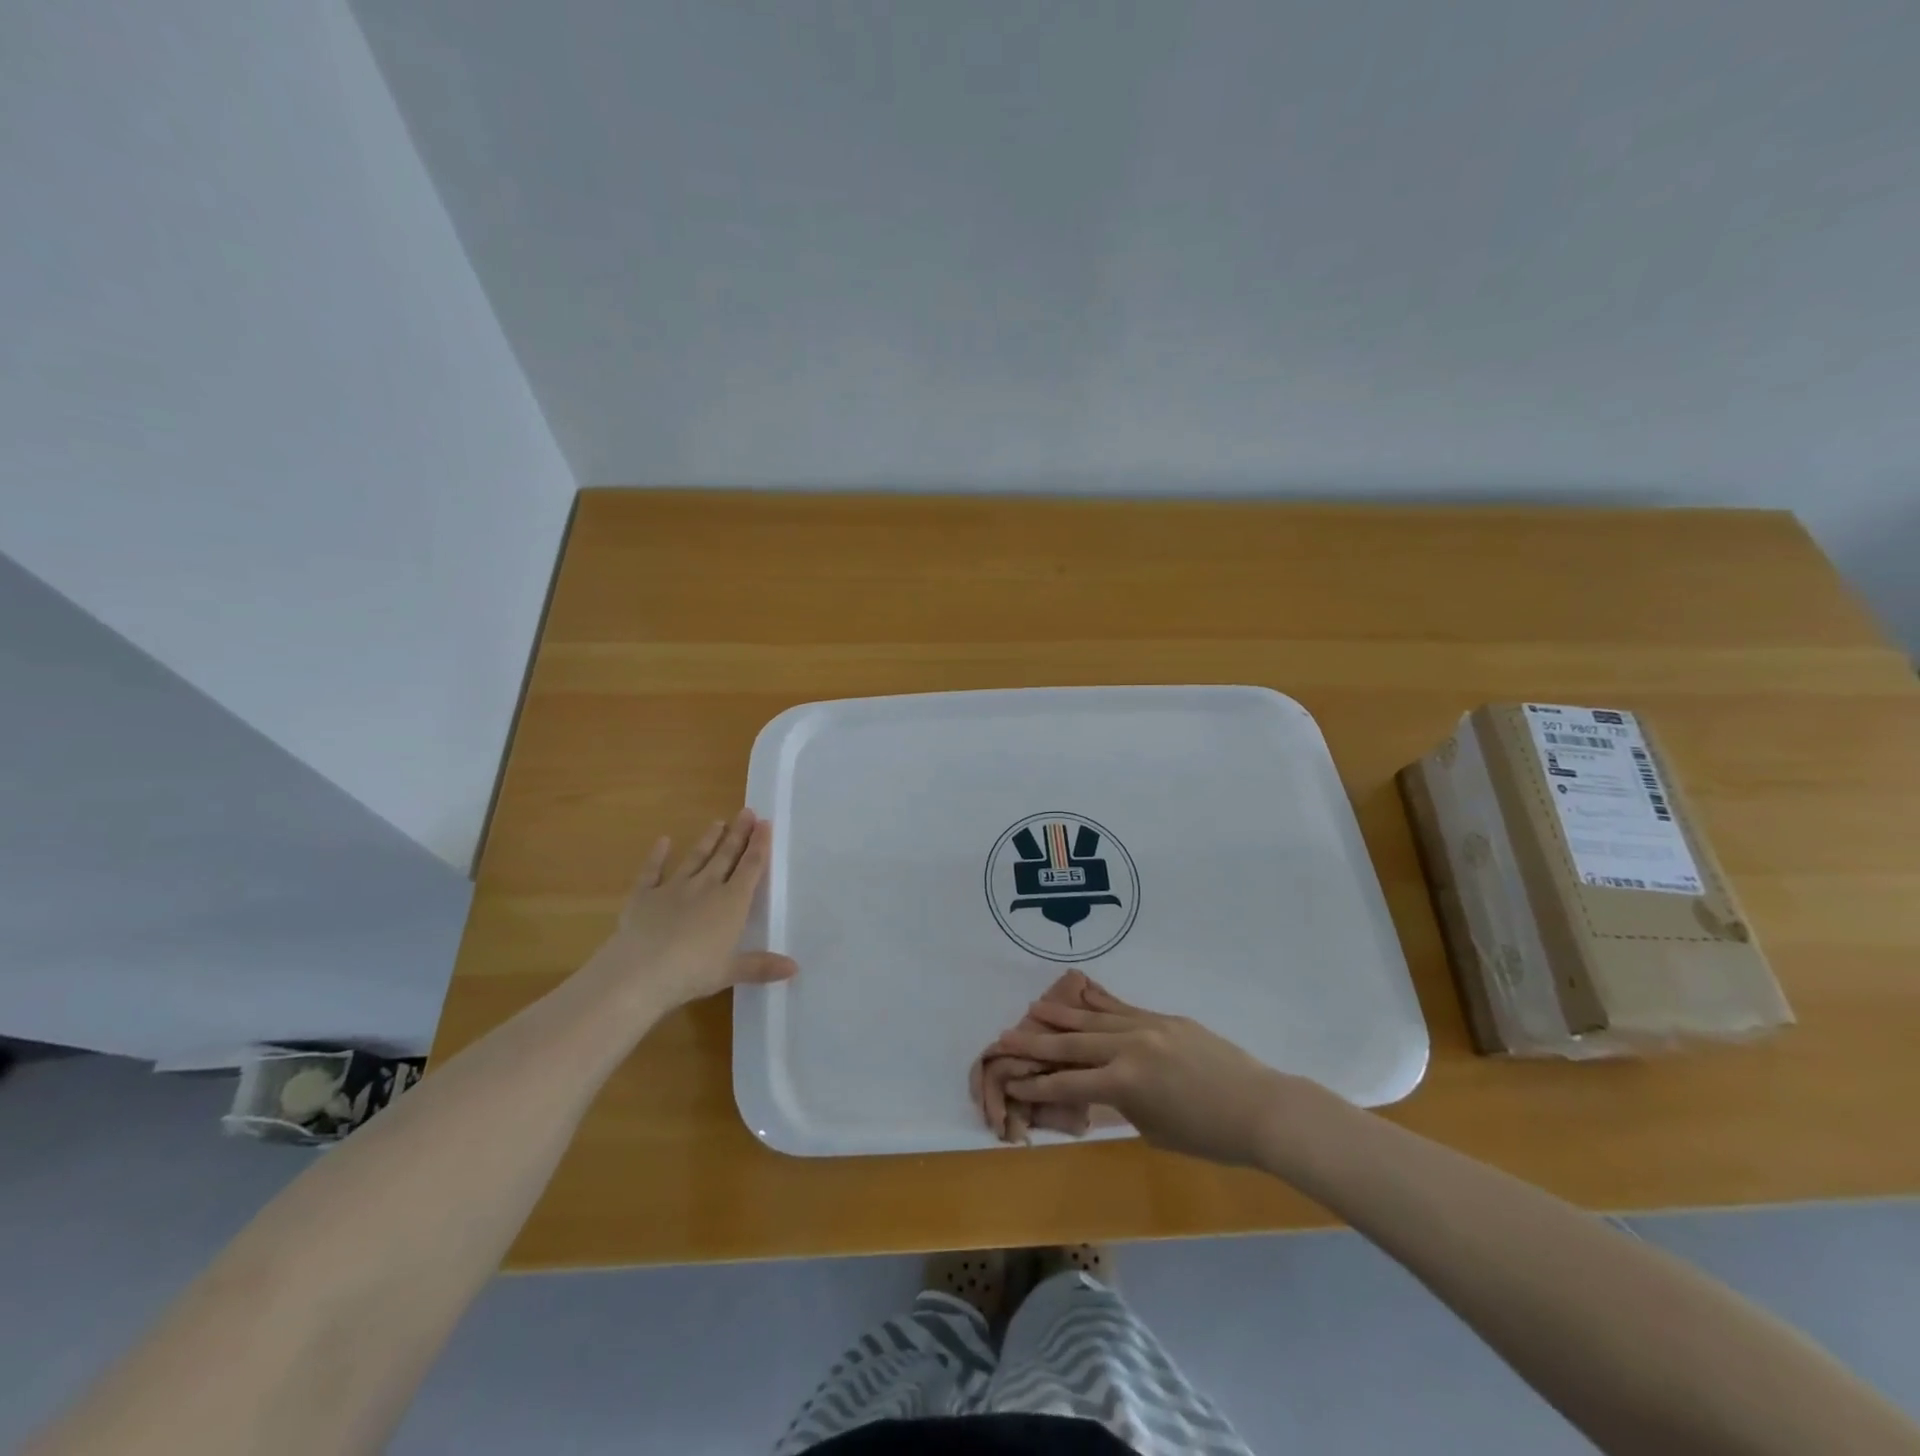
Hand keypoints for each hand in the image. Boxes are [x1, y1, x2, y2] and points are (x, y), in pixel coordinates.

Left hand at [596, 809, 796, 1009]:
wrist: (638, 972)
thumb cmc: (692, 972)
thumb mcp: (730, 972)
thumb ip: (761, 966)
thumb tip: (795, 968)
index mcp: (731, 903)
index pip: (750, 868)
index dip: (759, 845)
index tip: (765, 823)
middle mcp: (706, 888)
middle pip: (726, 856)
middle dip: (738, 834)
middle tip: (746, 812)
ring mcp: (673, 888)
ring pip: (695, 859)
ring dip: (708, 841)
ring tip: (718, 822)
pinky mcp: (644, 896)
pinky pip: (652, 871)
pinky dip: (658, 856)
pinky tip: (663, 841)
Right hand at [992, 980, 1296, 1166]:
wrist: (1261, 1109)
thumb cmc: (1209, 1136)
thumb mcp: (1154, 1130)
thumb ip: (1123, 1105)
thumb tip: (1104, 1089)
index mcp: (1124, 1083)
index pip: (1068, 1083)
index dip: (1037, 1085)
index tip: (1011, 1081)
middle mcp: (1129, 1047)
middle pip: (1072, 1043)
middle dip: (1037, 1042)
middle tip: (1006, 1037)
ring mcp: (1147, 1026)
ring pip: (1094, 1018)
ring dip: (1062, 1014)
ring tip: (1035, 1007)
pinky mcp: (1164, 1018)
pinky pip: (1123, 1007)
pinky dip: (1100, 1002)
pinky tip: (1082, 992)